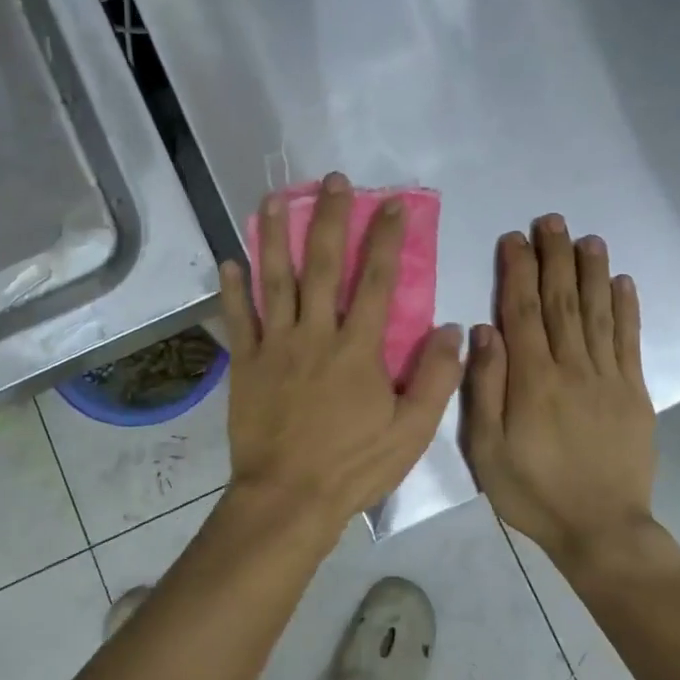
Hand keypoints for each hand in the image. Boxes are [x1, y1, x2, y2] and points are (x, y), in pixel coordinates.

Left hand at [219, 172, 464, 539]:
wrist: (288, 498)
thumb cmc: (353, 466)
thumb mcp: (412, 432)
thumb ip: (436, 378)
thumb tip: (451, 328)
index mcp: (359, 349)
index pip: (379, 281)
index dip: (386, 239)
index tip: (391, 204)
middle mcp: (316, 334)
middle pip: (324, 265)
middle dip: (330, 219)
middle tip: (333, 181)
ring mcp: (276, 345)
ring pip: (275, 280)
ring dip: (274, 236)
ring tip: (273, 199)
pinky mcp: (247, 363)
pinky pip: (238, 318)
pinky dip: (232, 289)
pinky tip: (228, 260)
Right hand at [461, 215, 659, 571]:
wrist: (601, 530)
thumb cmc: (532, 491)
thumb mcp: (488, 449)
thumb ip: (485, 387)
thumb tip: (483, 329)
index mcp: (532, 380)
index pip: (523, 312)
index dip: (518, 271)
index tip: (514, 238)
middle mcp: (572, 368)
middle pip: (562, 302)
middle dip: (555, 258)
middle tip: (551, 220)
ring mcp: (608, 378)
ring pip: (598, 313)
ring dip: (592, 272)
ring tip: (586, 238)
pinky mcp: (634, 393)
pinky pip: (629, 342)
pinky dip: (626, 309)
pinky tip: (622, 282)